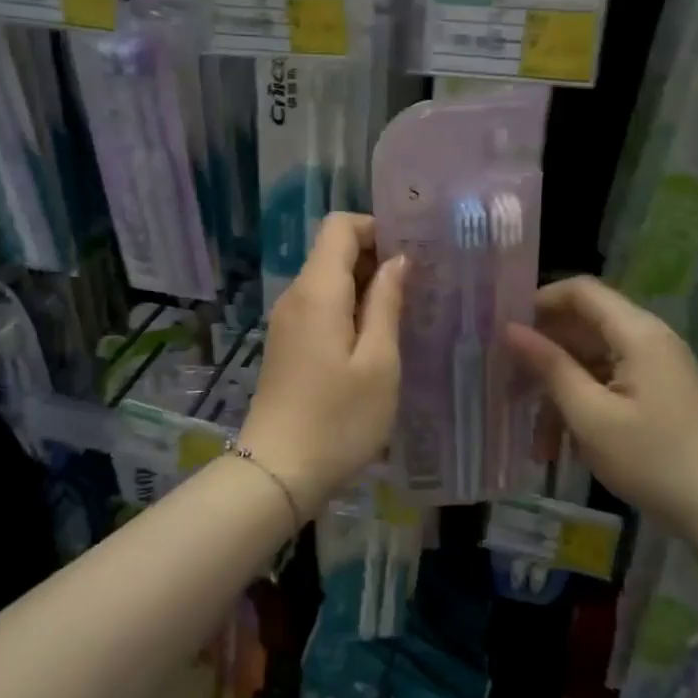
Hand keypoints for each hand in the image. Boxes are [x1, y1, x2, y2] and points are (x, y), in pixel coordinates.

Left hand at [240, 213, 405, 507]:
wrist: (277, 471)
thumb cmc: (338, 419)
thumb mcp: (378, 362)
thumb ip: (386, 304)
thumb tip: (397, 260)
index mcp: (317, 291)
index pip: (339, 226)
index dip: (376, 228)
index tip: (412, 254)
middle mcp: (295, 295)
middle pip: (332, 251)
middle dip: (375, 258)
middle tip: (419, 286)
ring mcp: (286, 321)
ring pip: (327, 281)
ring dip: (364, 287)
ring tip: (404, 314)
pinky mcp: (286, 344)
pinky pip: (319, 308)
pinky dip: (348, 310)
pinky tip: (375, 341)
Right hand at [505, 276, 697, 530]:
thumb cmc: (652, 458)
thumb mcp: (589, 414)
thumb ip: (549, 366)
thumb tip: (510, 329)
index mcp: (636, 332)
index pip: (581, 291)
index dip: (540, 301)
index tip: (504, 329)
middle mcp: (647, 339)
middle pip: (582, 327)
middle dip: (543, 355)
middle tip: (506, 384)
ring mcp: (653, 368)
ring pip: (589, 362)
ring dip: (558, 392)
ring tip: (535, 439)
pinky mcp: (654, 393)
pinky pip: (606, 384)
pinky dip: (580, 407)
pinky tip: (560, 447)